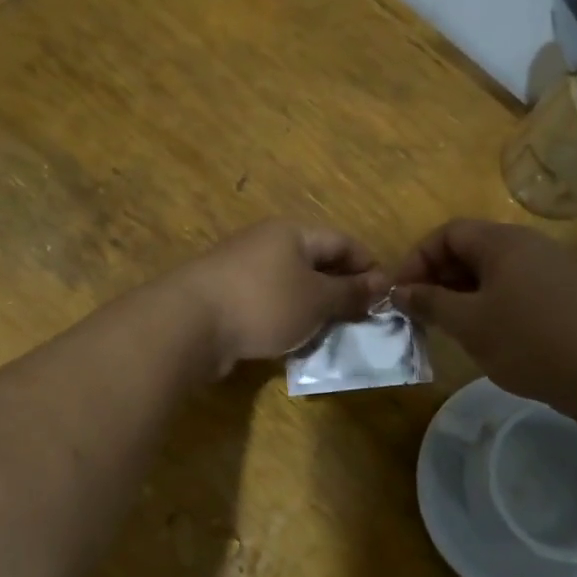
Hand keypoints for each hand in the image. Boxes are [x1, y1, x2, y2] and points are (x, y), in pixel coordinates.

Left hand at [178, 219, 386, 375]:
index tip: (387, 297)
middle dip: (341, 292)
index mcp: (292, 233)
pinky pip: (268, 305)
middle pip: (316, 263)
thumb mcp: (317, 299)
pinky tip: (294, 343)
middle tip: (363, 321)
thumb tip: (382, 284)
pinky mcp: (226, 298)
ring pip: (291, 287)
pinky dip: (286, 321)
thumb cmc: (264, 303)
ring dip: (314, 310)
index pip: (343, 242)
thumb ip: (350, 292)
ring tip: (332, 336)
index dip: (368, 266)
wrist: (189, 324)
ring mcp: (243, 270)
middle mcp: (267, 244)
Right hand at [393, 219, 576, 412]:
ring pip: (493, 270)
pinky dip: (490, 302)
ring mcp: (551, 268)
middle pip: (471, 248)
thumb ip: (429, 303)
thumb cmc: (527, 341)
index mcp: (503, 241)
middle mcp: (528, 244)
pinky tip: (486, 333)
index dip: (418, 259)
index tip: (401, 294)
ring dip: (463, 292)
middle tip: (421, 312)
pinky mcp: (564, 293)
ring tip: (448, 325)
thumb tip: (399, 292)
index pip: (448, 233)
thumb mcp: (468, 323)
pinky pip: (515, 286)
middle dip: (439, 277)